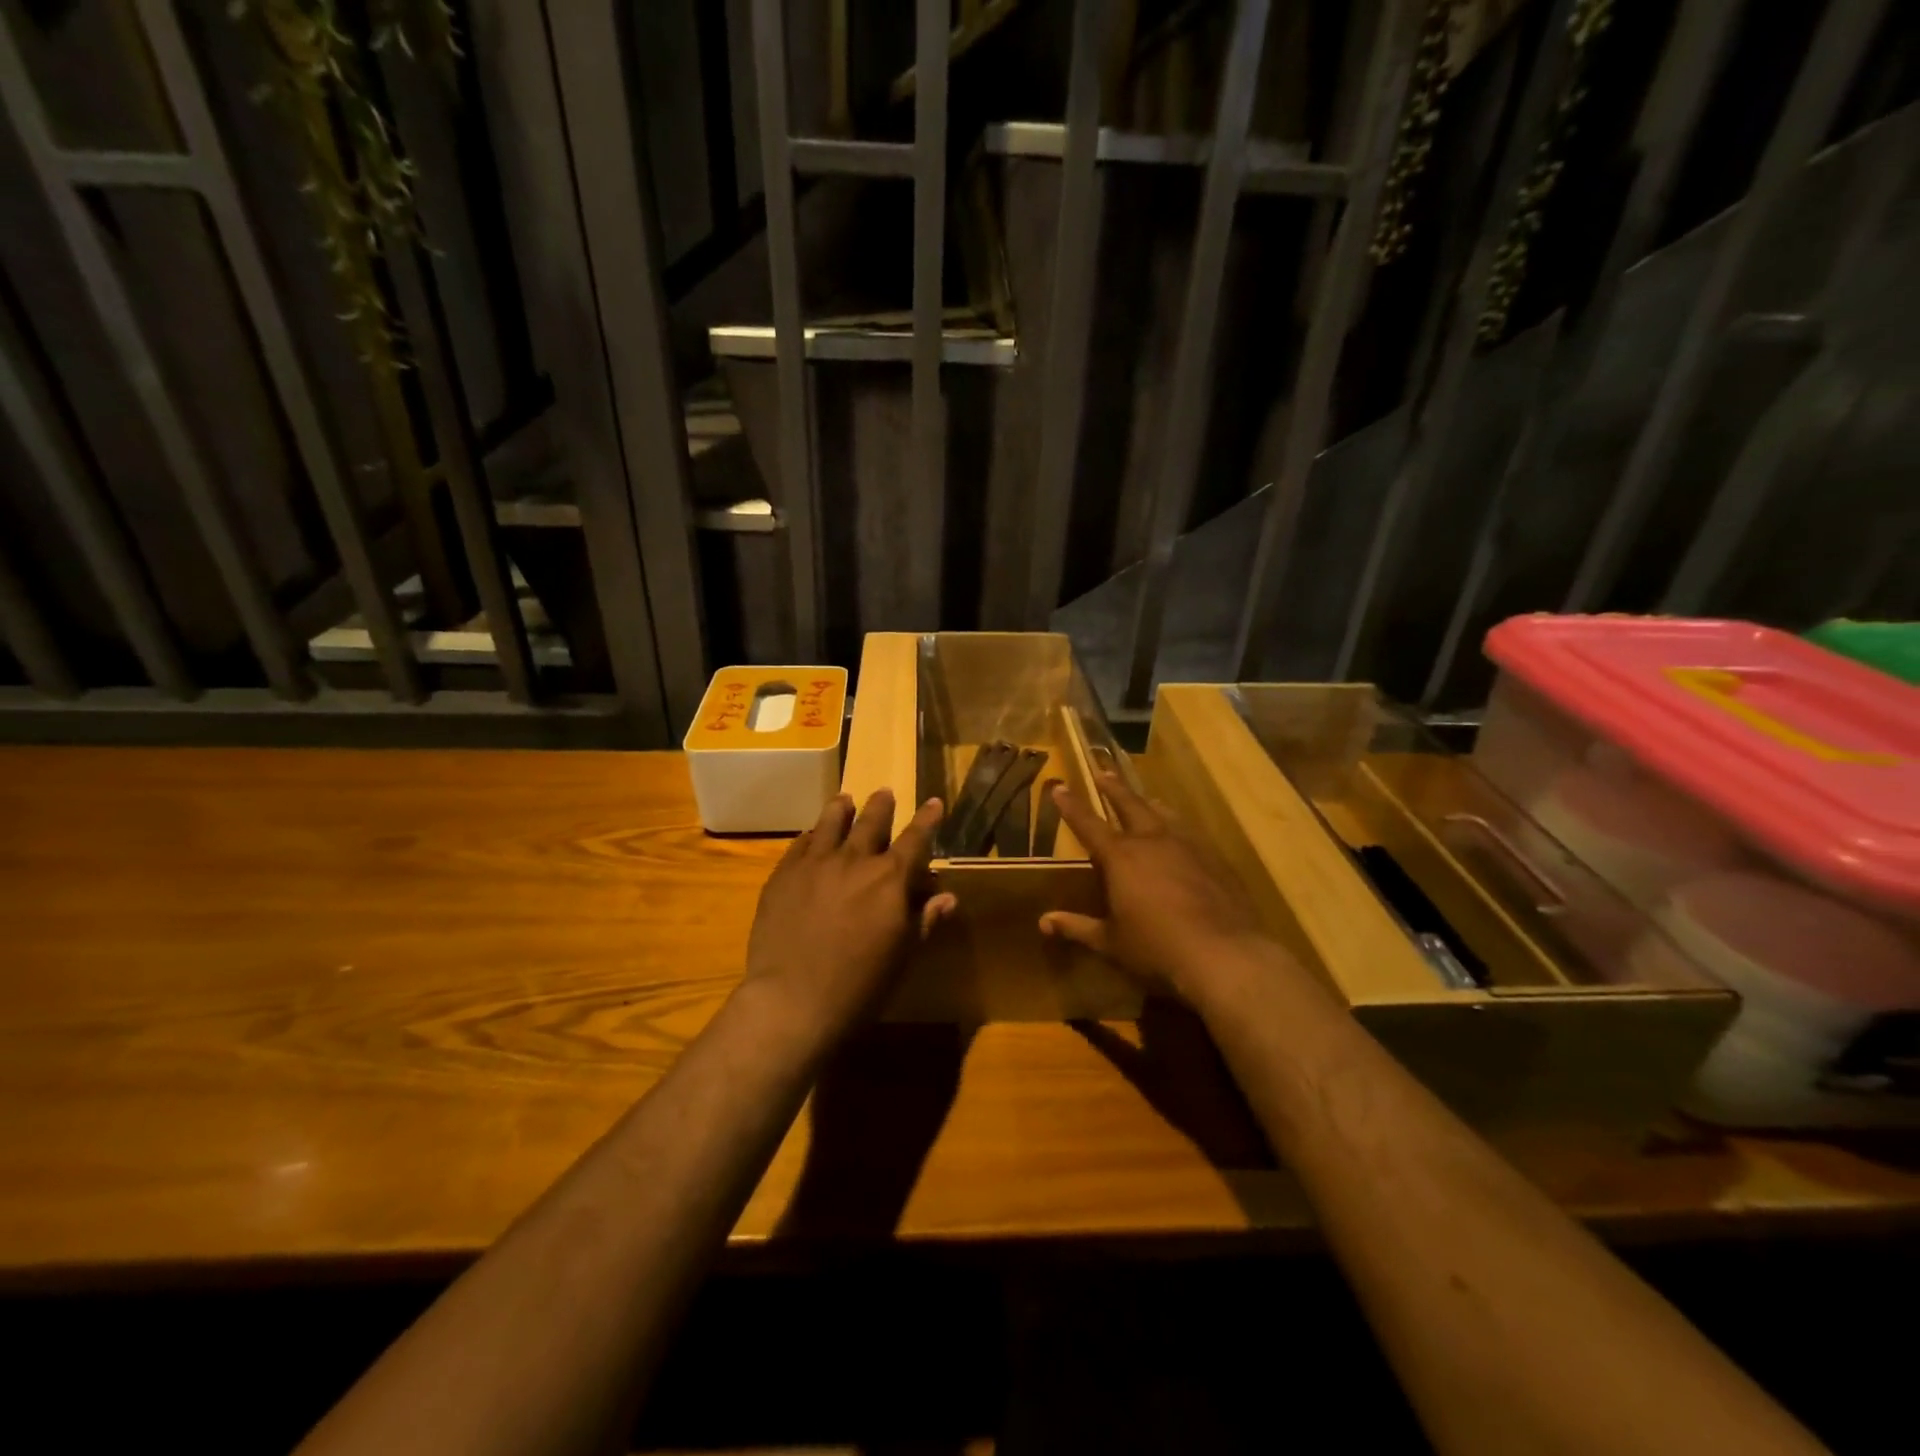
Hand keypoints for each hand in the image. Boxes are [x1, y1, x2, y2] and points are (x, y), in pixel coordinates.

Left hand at [741, 790, 955, 1036]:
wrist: (793, 1000)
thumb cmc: (860, 986)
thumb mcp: (903, 956)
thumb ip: (924, 920)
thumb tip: (947, 896)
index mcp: (890, 879)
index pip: (915, 839)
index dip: (927, 819)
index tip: (932, 802)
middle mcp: (854, 861)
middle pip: (871, 821)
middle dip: (881, 805)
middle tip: (884, 792)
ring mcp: (814, 864)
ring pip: (830, 823)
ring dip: (841, 809)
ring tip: (844, 800)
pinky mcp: (783, 875)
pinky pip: (799, 845)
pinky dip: (810, 836)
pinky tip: (810, 836)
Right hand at [1039, 773, 1280, 1006]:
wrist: (1223, 953)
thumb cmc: (1156, 947)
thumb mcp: (1111, 942)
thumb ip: (1077, 928)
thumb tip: (1044, 923)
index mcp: (1120, 856)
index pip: (1088, 824)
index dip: (1071, 806)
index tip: (1060, 787)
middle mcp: (1152, 841)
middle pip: (1130, 804)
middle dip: (1114, 788)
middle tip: (1103, 773)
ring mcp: (1188, 846)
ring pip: (1164, 814)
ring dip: (1150, 804)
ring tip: (1147, 799)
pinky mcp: (1215, 859)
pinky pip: (1191, 835)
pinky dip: (1179, 829)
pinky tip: (1184, 838)